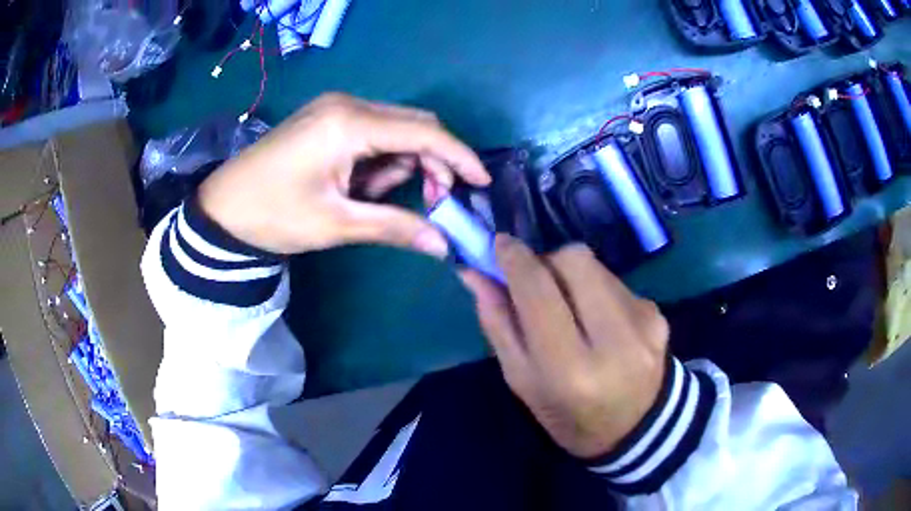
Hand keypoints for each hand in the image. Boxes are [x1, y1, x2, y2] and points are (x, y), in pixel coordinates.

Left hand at [198, 93, 490, 254]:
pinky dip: (378, 160)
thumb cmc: (273, 214)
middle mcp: (348, 104)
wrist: (221, 208)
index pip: (424, 132)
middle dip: (432, 162)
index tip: (482, 183)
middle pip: (414, 125)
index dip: (459, 157)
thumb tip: (443, 245)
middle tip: (433, 202)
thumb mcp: (336, 224)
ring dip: (400, 164)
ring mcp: (336, 108)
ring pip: (395, 130)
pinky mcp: (328, 118)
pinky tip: (358, 184)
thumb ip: (394, 227)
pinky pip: (373, 133)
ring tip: (371, 198)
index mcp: (350, 123)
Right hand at [461, 236, 667, 458]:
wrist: (637, 429)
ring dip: (572, 276)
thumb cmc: (567, 415)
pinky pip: (616, 282)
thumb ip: (498, 323)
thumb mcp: (521, 381)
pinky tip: (600, 322)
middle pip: (574, 259)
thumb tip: (475, 272)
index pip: (538, 290)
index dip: (515, 259)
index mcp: (569, 369)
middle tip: (536, 282)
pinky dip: (597, 291)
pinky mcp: (658, 314)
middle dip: (547, 260)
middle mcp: (613, 340)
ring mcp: (643, 323)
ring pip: (595, 266)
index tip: (499, 244)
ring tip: (571, 309)